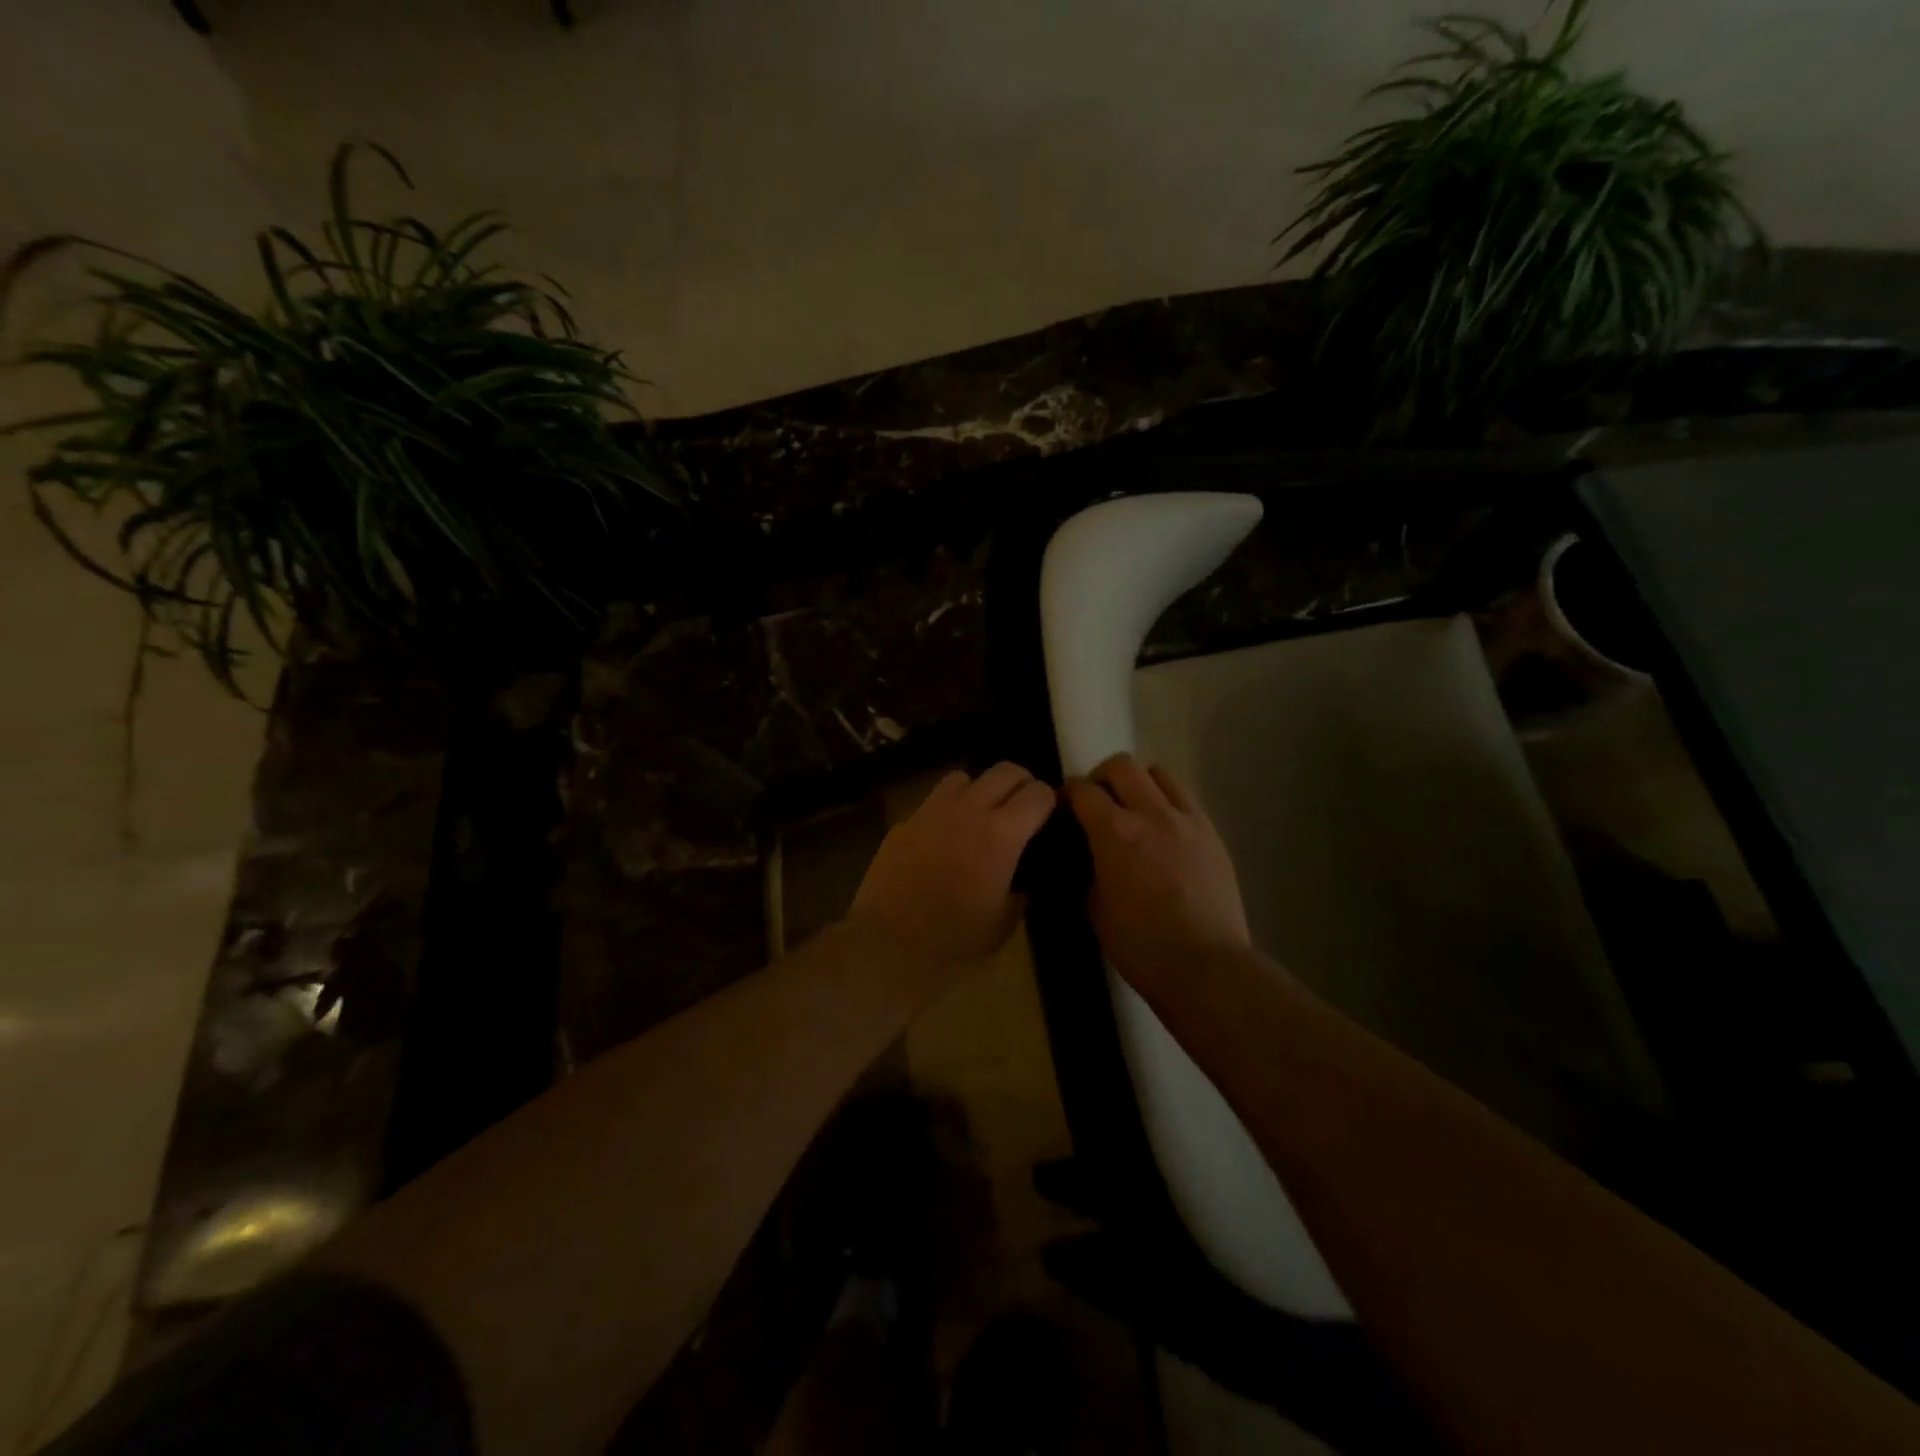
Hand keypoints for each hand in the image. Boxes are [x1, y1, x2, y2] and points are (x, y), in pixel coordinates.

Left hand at [848, 762, 1056, 969]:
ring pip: (965, 776)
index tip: (1046, 816)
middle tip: (1021, 807)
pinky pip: (934, 800)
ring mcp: (933, 811)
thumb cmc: (953, 939)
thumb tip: (1021, 883)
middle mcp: (969, 811)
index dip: (1048, 801)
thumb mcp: (1002, 924)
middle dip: (1020, 782)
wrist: (889, 942)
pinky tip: (945, 835)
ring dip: (979, 789)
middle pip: (1004, 770)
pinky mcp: (906, 821)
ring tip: (980, 814)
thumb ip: (1019, 894)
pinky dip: (947, 808)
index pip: (1037, 793)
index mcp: (1001, 835)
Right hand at [1064, 754, 1250, 992]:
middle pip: (1121, 765)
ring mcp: (1186, 819)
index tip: (1062, 808)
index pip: (1082, 790)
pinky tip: (1163, 829)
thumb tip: (1088, 852)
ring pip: (1159, 773)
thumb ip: (1088, 868)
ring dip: (1139, 783)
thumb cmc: (1140, 945)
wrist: (1206, 966)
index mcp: (1114, 832)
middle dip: (1101, 778)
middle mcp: (1151, 813)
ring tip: (1135, 810)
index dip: (1067, 794)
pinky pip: (1185, 797)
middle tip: (1097, 803)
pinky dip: (1167, 801)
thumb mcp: (1095, 908)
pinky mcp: (1211, 833)